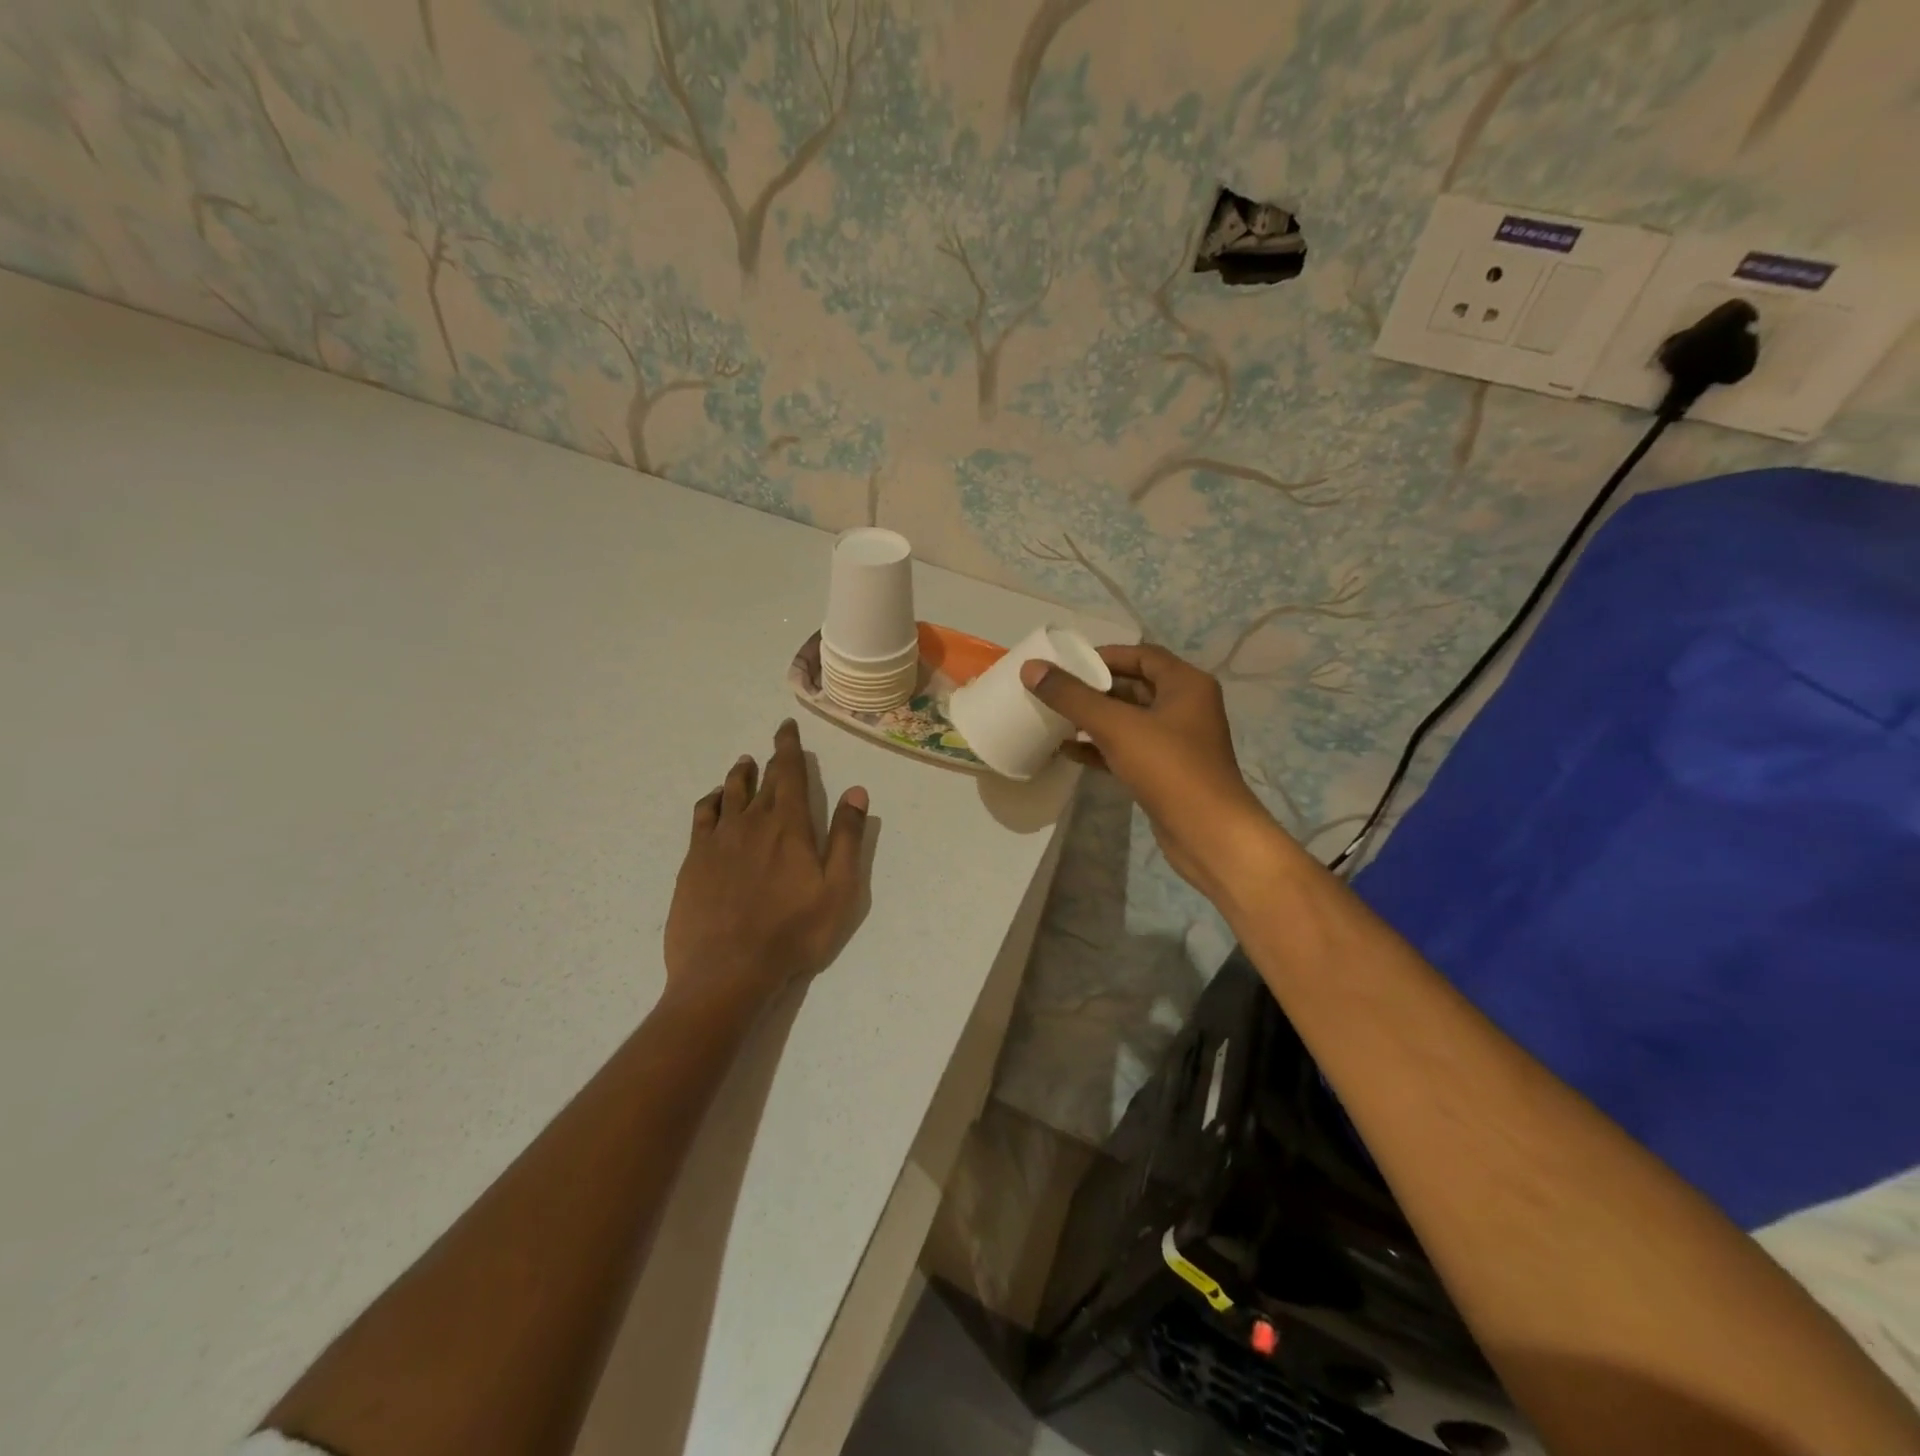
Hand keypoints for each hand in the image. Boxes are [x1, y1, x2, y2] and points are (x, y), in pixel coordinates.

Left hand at [664, 719, 868, 1004]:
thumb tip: (856, 791)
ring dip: (738, 775)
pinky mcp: (694, 860)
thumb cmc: (794, 932)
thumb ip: (847, 838)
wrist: (727, 970)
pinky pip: (702, 817)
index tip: (786, 727)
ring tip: (742, 764)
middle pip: (762, 781)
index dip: (788, 747)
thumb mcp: (838, 889)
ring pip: (729, 794)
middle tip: (774, 746)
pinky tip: (713, 801)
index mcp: (789, 826)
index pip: (789, 773)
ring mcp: (718, 840)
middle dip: (770, 760)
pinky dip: (710, 801)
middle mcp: (752, 822)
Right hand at [1021, 646, 1281, 903]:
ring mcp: (1177, 742)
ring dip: (1094, 719)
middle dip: (1094, 689)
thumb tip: (1032, 668)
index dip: (1104, 655)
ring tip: (1054, 718)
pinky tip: (1067, 751)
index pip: (1142, 655)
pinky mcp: (1166, 772)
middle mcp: (1186, 707)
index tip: (1067, 663)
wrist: (1209, 834)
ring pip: (1129, 721)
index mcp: (1186, 684)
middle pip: (1134, 687)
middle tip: (1055, 690)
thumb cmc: (1169, 768)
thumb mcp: (1116, 726)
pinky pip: (1128, 749)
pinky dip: (1100, 748)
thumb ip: (1072, 696)